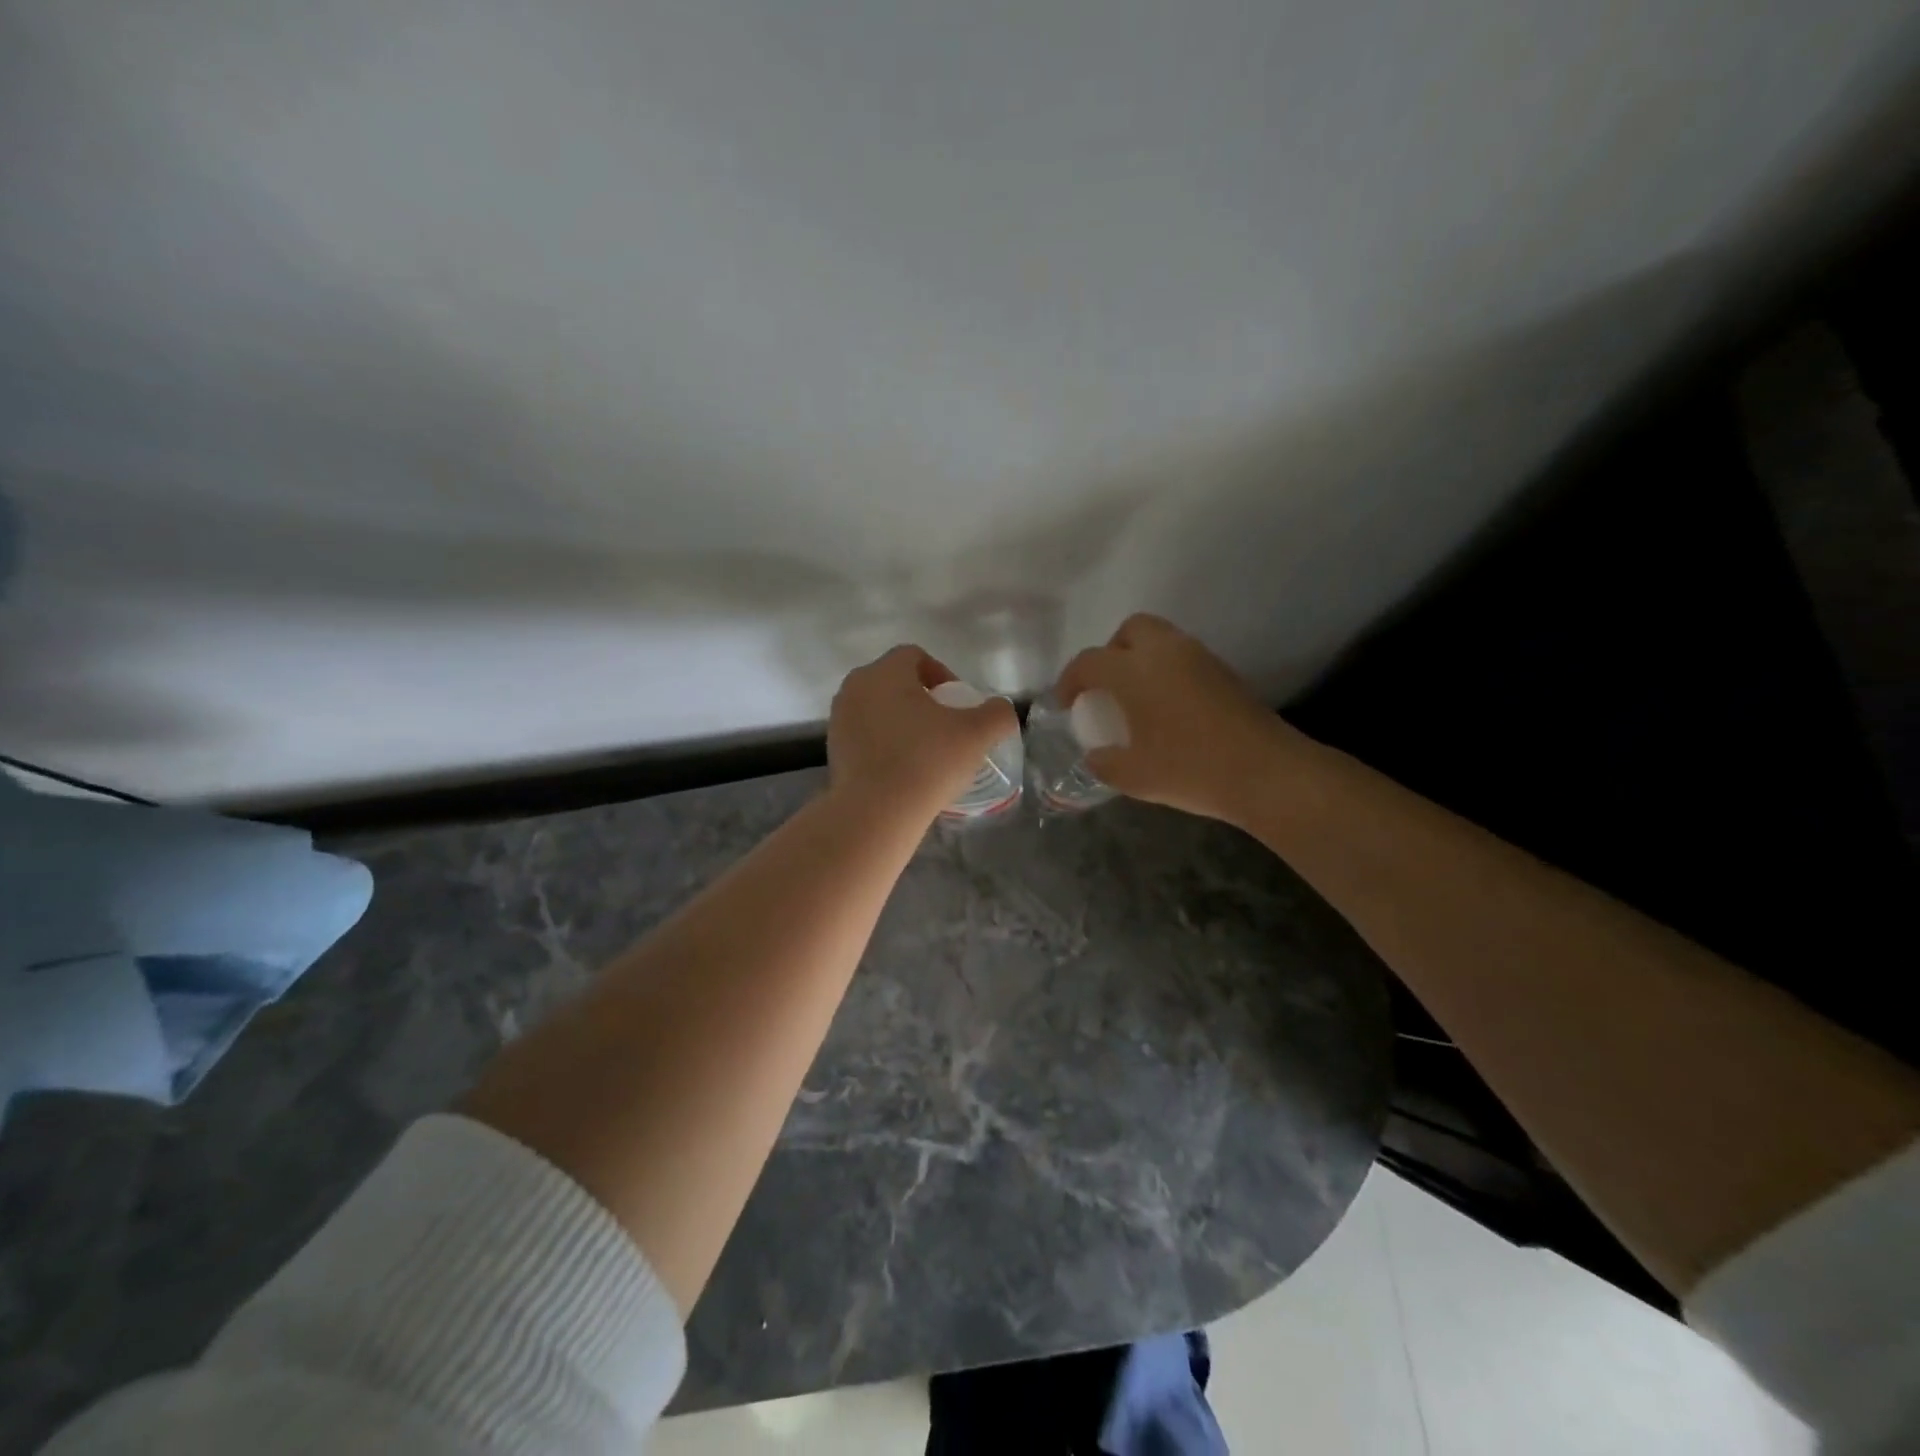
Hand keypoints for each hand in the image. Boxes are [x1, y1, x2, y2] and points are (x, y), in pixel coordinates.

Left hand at [828, 645, 1018, 823]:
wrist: (876, 813)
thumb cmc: (928, 762)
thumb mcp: (978, 734)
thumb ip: (998, 713)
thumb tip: (1000, 710)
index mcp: (884, 672)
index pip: (915, 656)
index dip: (942, 674)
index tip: (958, 706)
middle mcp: (855, 687)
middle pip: (894, 681)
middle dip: (921, 698)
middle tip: (945, 727)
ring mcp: (839, 719)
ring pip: (877, 709)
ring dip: (901, 722)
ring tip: (925, 752)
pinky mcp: (833, 750)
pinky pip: (865, 735)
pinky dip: (884, 744)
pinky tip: (903, 770)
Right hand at [1055, 614, 1314, 824]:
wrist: (1266, 772)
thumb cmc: (1190, 769)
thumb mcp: (1134, 776)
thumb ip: (1105, 763)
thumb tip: (1096, 757)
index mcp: (1134, 671)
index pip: (1089, 662)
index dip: (1070, 681)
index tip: (1066, 704)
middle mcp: (1165, 652)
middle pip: (1130, 631)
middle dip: (1110, 652)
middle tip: (1105, 688)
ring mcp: (1199, 658)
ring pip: (1161, 639)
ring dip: (1141, 659)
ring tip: (1136, 699)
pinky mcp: (1224, 672)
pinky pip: (1183, 657)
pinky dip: (1166, 671)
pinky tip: (1167, 708)